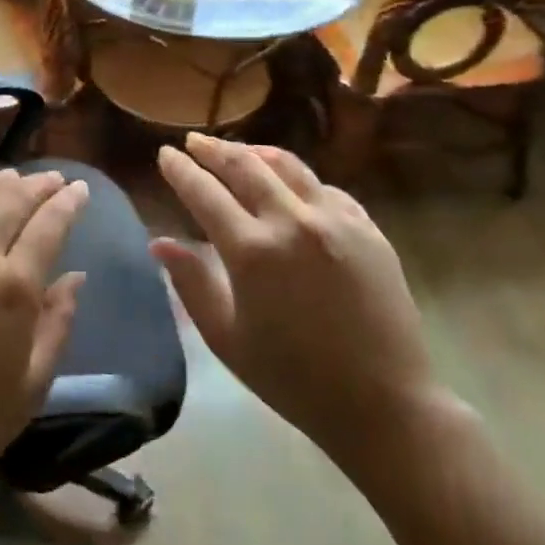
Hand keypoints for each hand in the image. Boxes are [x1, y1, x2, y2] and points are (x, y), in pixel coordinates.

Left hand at [0, 170, 87, 540]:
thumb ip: (59, 323)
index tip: (79, 189)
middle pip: (10, 199)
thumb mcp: (33, 384)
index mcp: (12, 289)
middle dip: (36, 183)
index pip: (48, 224)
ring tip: (11, 177)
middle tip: (52, 179)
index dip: (67, 201)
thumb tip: (76, 277)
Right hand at [152, 134, 464, 488]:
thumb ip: (191, 284)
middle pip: (245, 166)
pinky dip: (299, 180)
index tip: (165, 154)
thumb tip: (160, 243)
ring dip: (256, 153)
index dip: (181, 170)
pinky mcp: (369, 229)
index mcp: (252, 251)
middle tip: (193, 141)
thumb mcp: (227, 338)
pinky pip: (326, 188)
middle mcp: (293, 222)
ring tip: (239, 151)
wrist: (384, 403)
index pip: (205, 193)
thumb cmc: (293, 378)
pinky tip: (292, 187)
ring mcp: (336, 220)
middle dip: (213, 150)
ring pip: (289, 166)